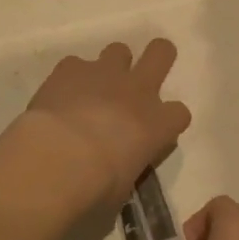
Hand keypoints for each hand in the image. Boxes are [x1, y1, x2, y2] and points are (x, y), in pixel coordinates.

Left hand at [24, 40, 190, 207]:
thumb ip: (126, 170)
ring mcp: (103, 74)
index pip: (180, 113)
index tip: (157, 132)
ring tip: (95, 86)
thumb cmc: (97, 186)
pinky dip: (71, 77)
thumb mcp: (123, 188)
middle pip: (161, 53)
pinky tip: (60, 94)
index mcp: (157, 125)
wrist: (58, 159)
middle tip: (145, 71)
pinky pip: (75, 64)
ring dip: (111, 67)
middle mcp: (136, 92)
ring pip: (119, 51)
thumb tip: (116, 172)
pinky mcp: (70, 68)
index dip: (169, 120)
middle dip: (158, 57)